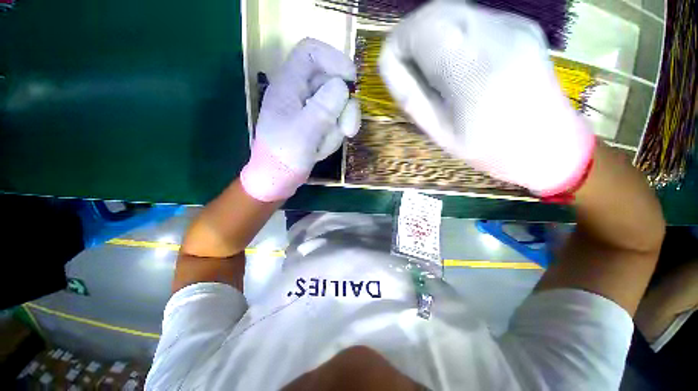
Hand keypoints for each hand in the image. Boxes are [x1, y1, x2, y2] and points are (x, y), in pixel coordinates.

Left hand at [241, 38, 359, 201]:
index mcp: (288, 85)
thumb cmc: (284, 156)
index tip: (351, 80)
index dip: (334, 58)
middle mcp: (300, 93)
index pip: (311, 52)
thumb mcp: (303, 132)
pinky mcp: (316, 123)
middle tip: (348, 130)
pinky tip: (323, 147)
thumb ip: (322, 108)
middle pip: (331, 82)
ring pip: (337, 105)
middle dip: (343, 107)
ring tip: (325, 144)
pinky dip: (335, 134)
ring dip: (338, 126)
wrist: (279, 178)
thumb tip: (342, 86)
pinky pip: (335, 121)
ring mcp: (309, 109)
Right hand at [379, 2, 595, 195]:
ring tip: (432, 71)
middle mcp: (498, 34)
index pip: (419, 31)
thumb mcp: (439, 132)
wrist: (548, 143)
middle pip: (434, 11)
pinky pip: (469, 17)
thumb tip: (390, 65)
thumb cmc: (489, 148)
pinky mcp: (519, 23)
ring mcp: (513, 24)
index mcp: (475, 71)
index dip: (396, 47)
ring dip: (429, 36)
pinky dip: (450, 35)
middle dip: (410, 38)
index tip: (392, 70)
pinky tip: (456, 63)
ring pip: (450, 9)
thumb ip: (411, 96)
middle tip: (409, 71)